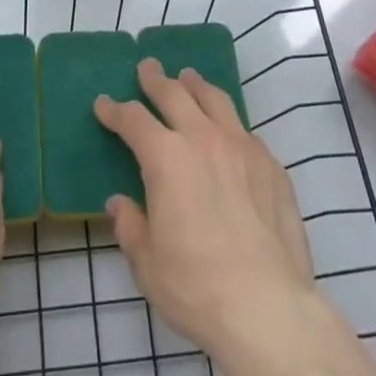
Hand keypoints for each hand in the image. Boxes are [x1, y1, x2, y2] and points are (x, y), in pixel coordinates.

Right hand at [94, 58, 317, 364]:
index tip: (103, 104)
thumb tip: (120, 204)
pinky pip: (245, 132)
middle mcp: (203, 139)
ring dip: (197, 86)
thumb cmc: (196, 286)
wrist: (268, 307)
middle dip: (156, 80)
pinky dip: (230, 124)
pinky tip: (229, 135)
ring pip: (216, 100)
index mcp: (166, 157)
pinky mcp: (272, 166)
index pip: (133, 120)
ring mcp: (242, 148)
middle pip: (175, 94)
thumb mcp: (147, 263)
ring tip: (189, 79)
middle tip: (148, 68)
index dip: (115, 110)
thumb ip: (130, 226)